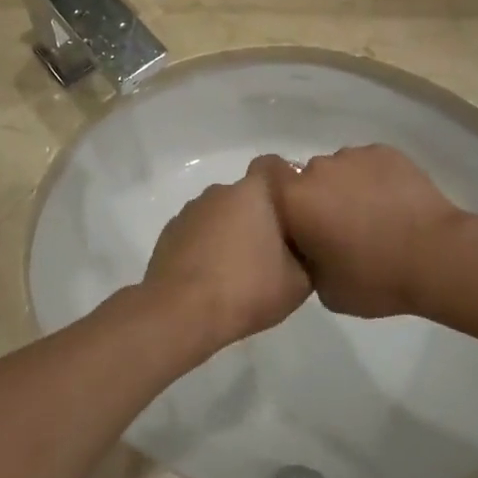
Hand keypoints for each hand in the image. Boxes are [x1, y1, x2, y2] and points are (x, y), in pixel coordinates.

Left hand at [142, 156, 310, 352]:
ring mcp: (191, 210)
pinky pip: (199, 231)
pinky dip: (207, 246)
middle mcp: (220, 192)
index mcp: (253, 192)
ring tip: (240, 269)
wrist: (183, 312)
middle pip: (246, 195)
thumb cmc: (247, 288)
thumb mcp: (299, 281)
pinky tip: (213, 276)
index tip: (294, 208)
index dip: (285, 181)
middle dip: (259, 216)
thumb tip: (303, 246)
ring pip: (221, 214)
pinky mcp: (170, 232)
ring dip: (231, 231)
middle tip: (272, 251)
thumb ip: (307, 253)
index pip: (273, 165)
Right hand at [265, 145, 465, 317]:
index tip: (291, 214)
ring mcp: (353, 156)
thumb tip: (312, 249)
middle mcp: (317, 169)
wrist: (437, 257)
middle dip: (318, 198)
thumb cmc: (374, 278)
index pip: (266, 175)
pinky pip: (369, 164)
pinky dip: (375, 180)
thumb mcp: (325, 290)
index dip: (275, 190)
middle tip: (339, 228)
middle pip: (307, 178)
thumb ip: (307, 261)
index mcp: (294, 199)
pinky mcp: (386, 152)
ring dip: (347, 188)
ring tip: (373, 217)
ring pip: (340, 170)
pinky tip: (394, 204)